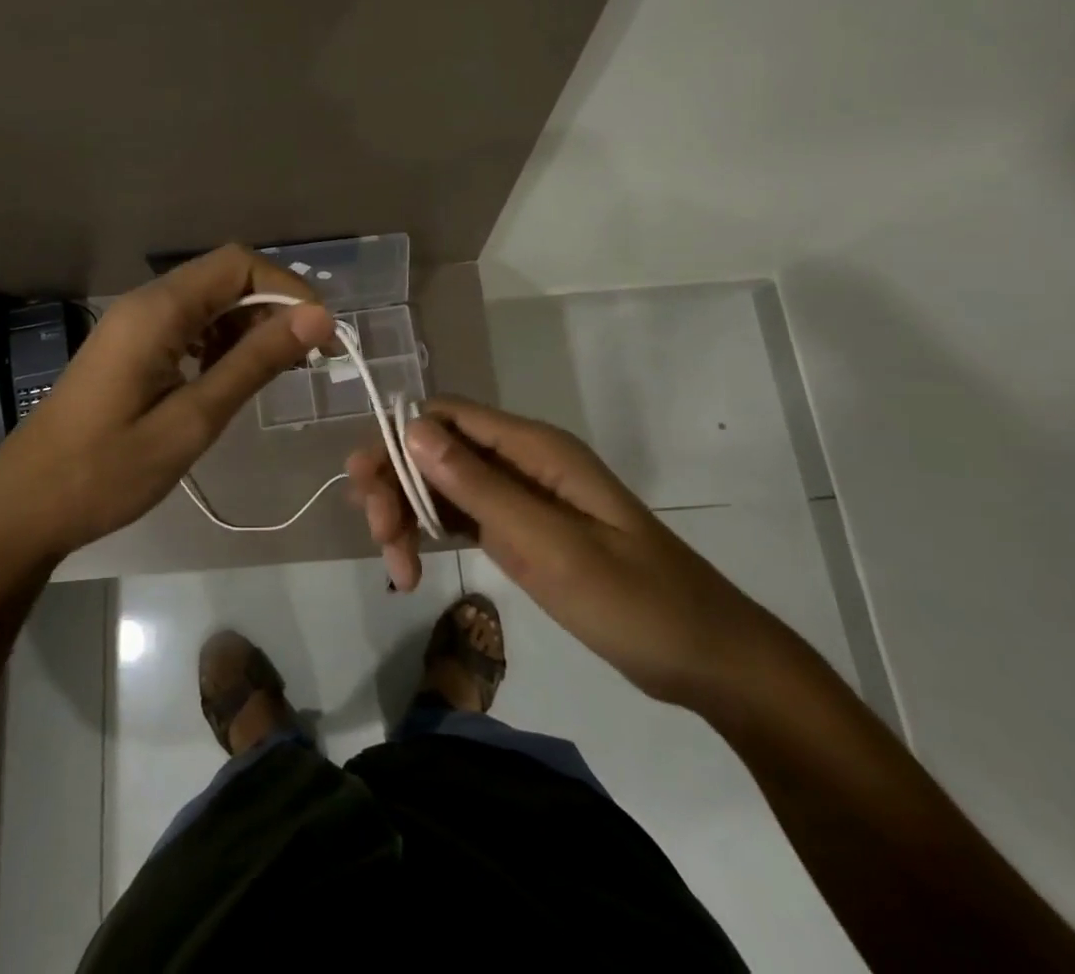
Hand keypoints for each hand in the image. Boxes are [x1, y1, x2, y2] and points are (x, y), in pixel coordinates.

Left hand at [0, 246, 333, 558]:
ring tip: (276, 374)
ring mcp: (134, 325)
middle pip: (225, 278)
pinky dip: (221, 343)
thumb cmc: (107, 471)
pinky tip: (232, 379)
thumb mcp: (192, 420)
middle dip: (273, 310)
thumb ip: (254, 363)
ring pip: (209, 302)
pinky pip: (188, 326)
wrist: (24, 507)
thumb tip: (318, 317)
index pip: (239, 264)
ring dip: (249, 328)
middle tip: (307, 361)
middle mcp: (146, 303)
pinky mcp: (131, 348)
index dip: (287, 290)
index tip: (320, 336)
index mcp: (158, 310)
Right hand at [349, 397, 791, 710]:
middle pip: (435, 448)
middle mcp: (520, 460)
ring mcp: (520, 495)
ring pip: (441, 482)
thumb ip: (479, 487)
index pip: (445, 416)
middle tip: (384, 544)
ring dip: (407, 514)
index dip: (397, 440)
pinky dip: (430, 533)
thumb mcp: (551, 546)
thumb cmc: (634, 600)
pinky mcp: (520, 528)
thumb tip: (411, 429)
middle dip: (396, 485)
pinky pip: (460, 514)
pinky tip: (413, 566)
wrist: (707, 658)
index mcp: (533, 448)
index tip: (368, 491)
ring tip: (399, 570)